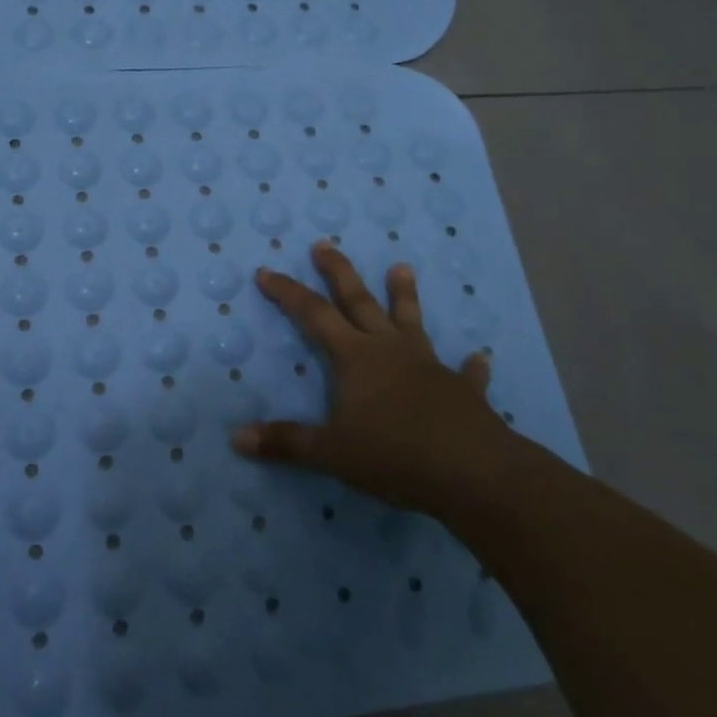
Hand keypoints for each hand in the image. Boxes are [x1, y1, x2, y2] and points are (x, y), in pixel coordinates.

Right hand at [230, 241, 522, 523]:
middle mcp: (390, 350)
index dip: (288, 292)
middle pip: (359, 301)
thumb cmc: (395, 454)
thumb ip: (286, 442)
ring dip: (404, 295)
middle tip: (324, 244)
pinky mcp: (462, 390)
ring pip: (411, 321)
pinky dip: (469, 366)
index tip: (266, 271)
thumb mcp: (331, 453)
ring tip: (401, 267)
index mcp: (356, 357)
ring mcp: (429, 365)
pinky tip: (478, 359)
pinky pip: (465, 373)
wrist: (473, 471)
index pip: (313, 315)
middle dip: (338, 272)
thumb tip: (238, 438)